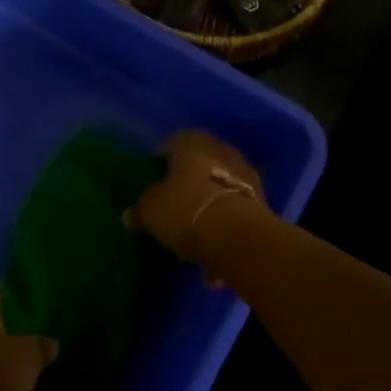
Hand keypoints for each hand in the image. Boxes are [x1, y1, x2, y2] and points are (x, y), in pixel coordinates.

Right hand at [127, 130, 266, 262]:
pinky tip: (212, 247)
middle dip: (187, 183)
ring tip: (193, 232)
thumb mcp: (150, 211)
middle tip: (172, 205)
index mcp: (191, 143)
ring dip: (207, 205)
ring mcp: (244, 173)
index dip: (161, 162)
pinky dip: (223, 223)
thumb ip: (139, 210)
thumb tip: (130, 215)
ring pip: (218, 187)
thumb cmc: (185, 210)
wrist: (237, 235)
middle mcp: (220, 150)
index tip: (153, 181)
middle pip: (198, 164)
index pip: (171, 143)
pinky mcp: (260, 200)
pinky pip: (232, 209)